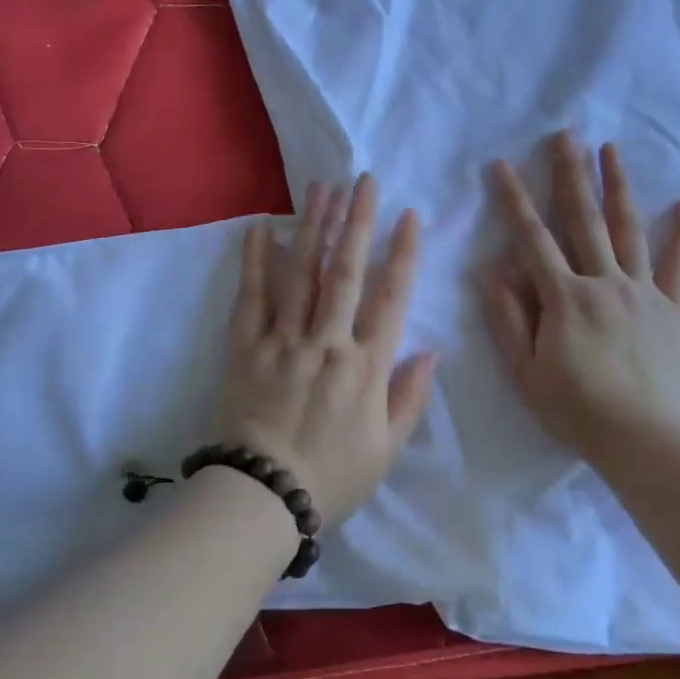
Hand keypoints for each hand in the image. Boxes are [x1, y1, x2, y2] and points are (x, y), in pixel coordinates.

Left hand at [221, 174, 437, 522]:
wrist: (264, 497)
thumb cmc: (334, 477)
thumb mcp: (387, 448)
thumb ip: (410, 396)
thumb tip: (432, 350)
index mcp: (366, 366)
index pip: (391, 298)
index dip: (403, 254)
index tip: (409, 216)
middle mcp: (327, 342)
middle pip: (346, 272)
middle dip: (357, 222)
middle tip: (363, 181)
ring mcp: (284, 341)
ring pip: (302, 273)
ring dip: (313, 227)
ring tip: (322, 188)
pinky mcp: (246, 347)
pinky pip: (252, 297)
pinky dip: (256, 261)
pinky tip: (262, 227)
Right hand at [484, 133, 679, 466]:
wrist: (647, 441)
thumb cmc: (577, 410)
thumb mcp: (526, 372)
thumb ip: (508, 318)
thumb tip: (492, 269)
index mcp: (564, 297)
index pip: (532, 238)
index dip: (514, 199)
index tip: (501, 165)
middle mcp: (603, 281)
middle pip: (584, 218)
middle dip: (571, 173)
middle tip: (565, 134)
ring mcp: (642, 290)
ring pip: (628, 228)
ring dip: (617, 186)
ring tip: (610, 149)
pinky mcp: (672, 307)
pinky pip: (677, 264)